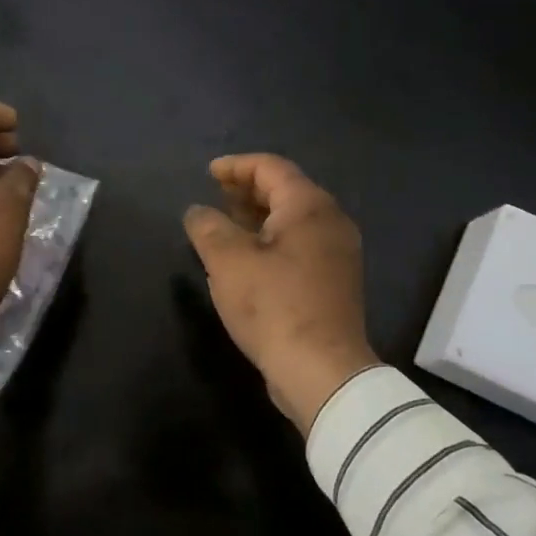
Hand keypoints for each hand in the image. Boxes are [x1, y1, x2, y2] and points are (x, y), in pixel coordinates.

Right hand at [183, 154, 379, 435]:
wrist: (322, 370)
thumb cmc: (273, 306)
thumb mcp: (227, 262)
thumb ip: (208, 228)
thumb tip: (197, 212)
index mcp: (309, 207)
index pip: (271, 168)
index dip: (236, 166)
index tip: (209, 173)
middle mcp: (332, 222)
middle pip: (287, 191)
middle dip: (248, 190)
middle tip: (216, 196)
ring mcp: (338, 254)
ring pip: (294, 221)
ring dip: (259, 218)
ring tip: (226, 226)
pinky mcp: (335, 282)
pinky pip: (300, 246)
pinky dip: (273, 241)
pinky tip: (249, 260)